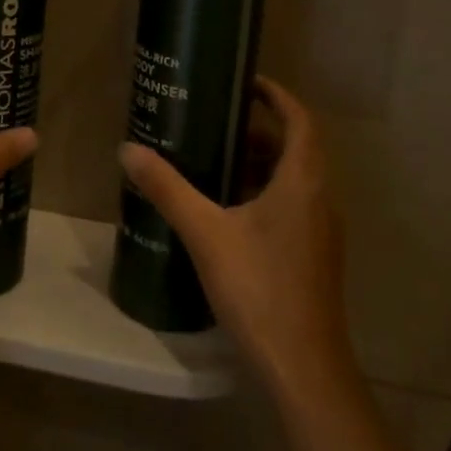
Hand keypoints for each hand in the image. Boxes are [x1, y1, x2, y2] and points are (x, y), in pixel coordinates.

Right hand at [119, 77, 352, 399]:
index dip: (278, 95)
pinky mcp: (315, 256)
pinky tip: (228, 213)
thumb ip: (168, 188)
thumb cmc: (259, 288)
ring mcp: (321, 231)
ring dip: (261, 165)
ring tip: (215, 163)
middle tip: (216, 124)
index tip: (246, 82)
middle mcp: (321, 199)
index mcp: (303, 182)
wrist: (303, 368)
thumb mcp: (206, 233)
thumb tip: (129, 150)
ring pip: (294, 180)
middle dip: (259, 131)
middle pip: (297, 148)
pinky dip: (265, 194)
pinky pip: (292, 207)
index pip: (301, 120)